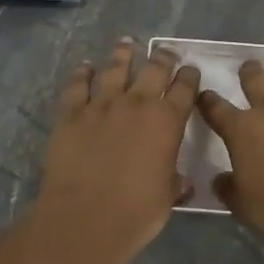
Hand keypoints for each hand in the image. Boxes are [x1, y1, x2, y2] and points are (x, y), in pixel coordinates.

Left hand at [31, 39, 200, 263]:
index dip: (189, 77)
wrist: (85, 218)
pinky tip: (85, 67)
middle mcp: (137, 104)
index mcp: (167, 122)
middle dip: (163, 58)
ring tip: (126, 44)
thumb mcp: (167, 197)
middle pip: (153, 70)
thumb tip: (183, 182)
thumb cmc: (136, 213)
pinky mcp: (71, 114)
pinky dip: (82, 74)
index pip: (184, 89)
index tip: (191, 70)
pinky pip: (77, 86)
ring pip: (114, 69)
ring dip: (122, 55)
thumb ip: (175, 182)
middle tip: (166, 51)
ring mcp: (101, 105)